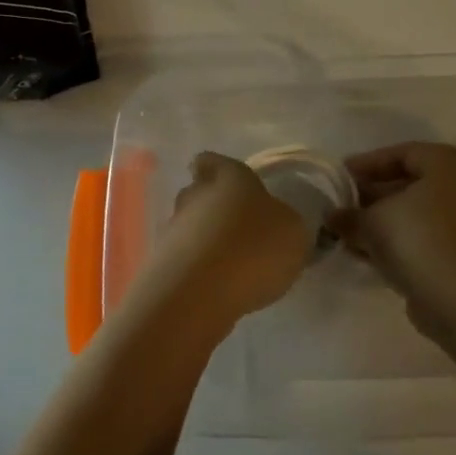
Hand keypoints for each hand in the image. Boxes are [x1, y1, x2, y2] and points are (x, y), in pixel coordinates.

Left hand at [127, 153, 311, 338]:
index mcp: (230, 177)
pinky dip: (197, 267)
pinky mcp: (161, 262)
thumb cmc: (253, 248)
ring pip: (190, 225)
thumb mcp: (294, 233)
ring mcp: (173, 228)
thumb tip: (279, 223)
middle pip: (200, 192)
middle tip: (239, 228)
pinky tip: (217, 285)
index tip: (229, 181)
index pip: (215, 160)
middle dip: (215, 207)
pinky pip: (184, 257)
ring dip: (206, 239)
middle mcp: (196, 195)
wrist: (197, 294)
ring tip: (231, 263)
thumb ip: (286, 223)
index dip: (220, 169)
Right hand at [332, 143, 455, 292]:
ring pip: (420, 215)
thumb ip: (350, 215)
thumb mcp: (373, 220)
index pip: (403, 154)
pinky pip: (428, 238)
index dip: (367, 164)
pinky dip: (401, 242)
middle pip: (413, 184)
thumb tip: (332, 217)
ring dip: (386, 222)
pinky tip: (370, 254)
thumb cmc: (417, 235)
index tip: (340, 177)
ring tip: (350, 233)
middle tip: (344, 205)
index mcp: (451, 162)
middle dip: (375, 196)